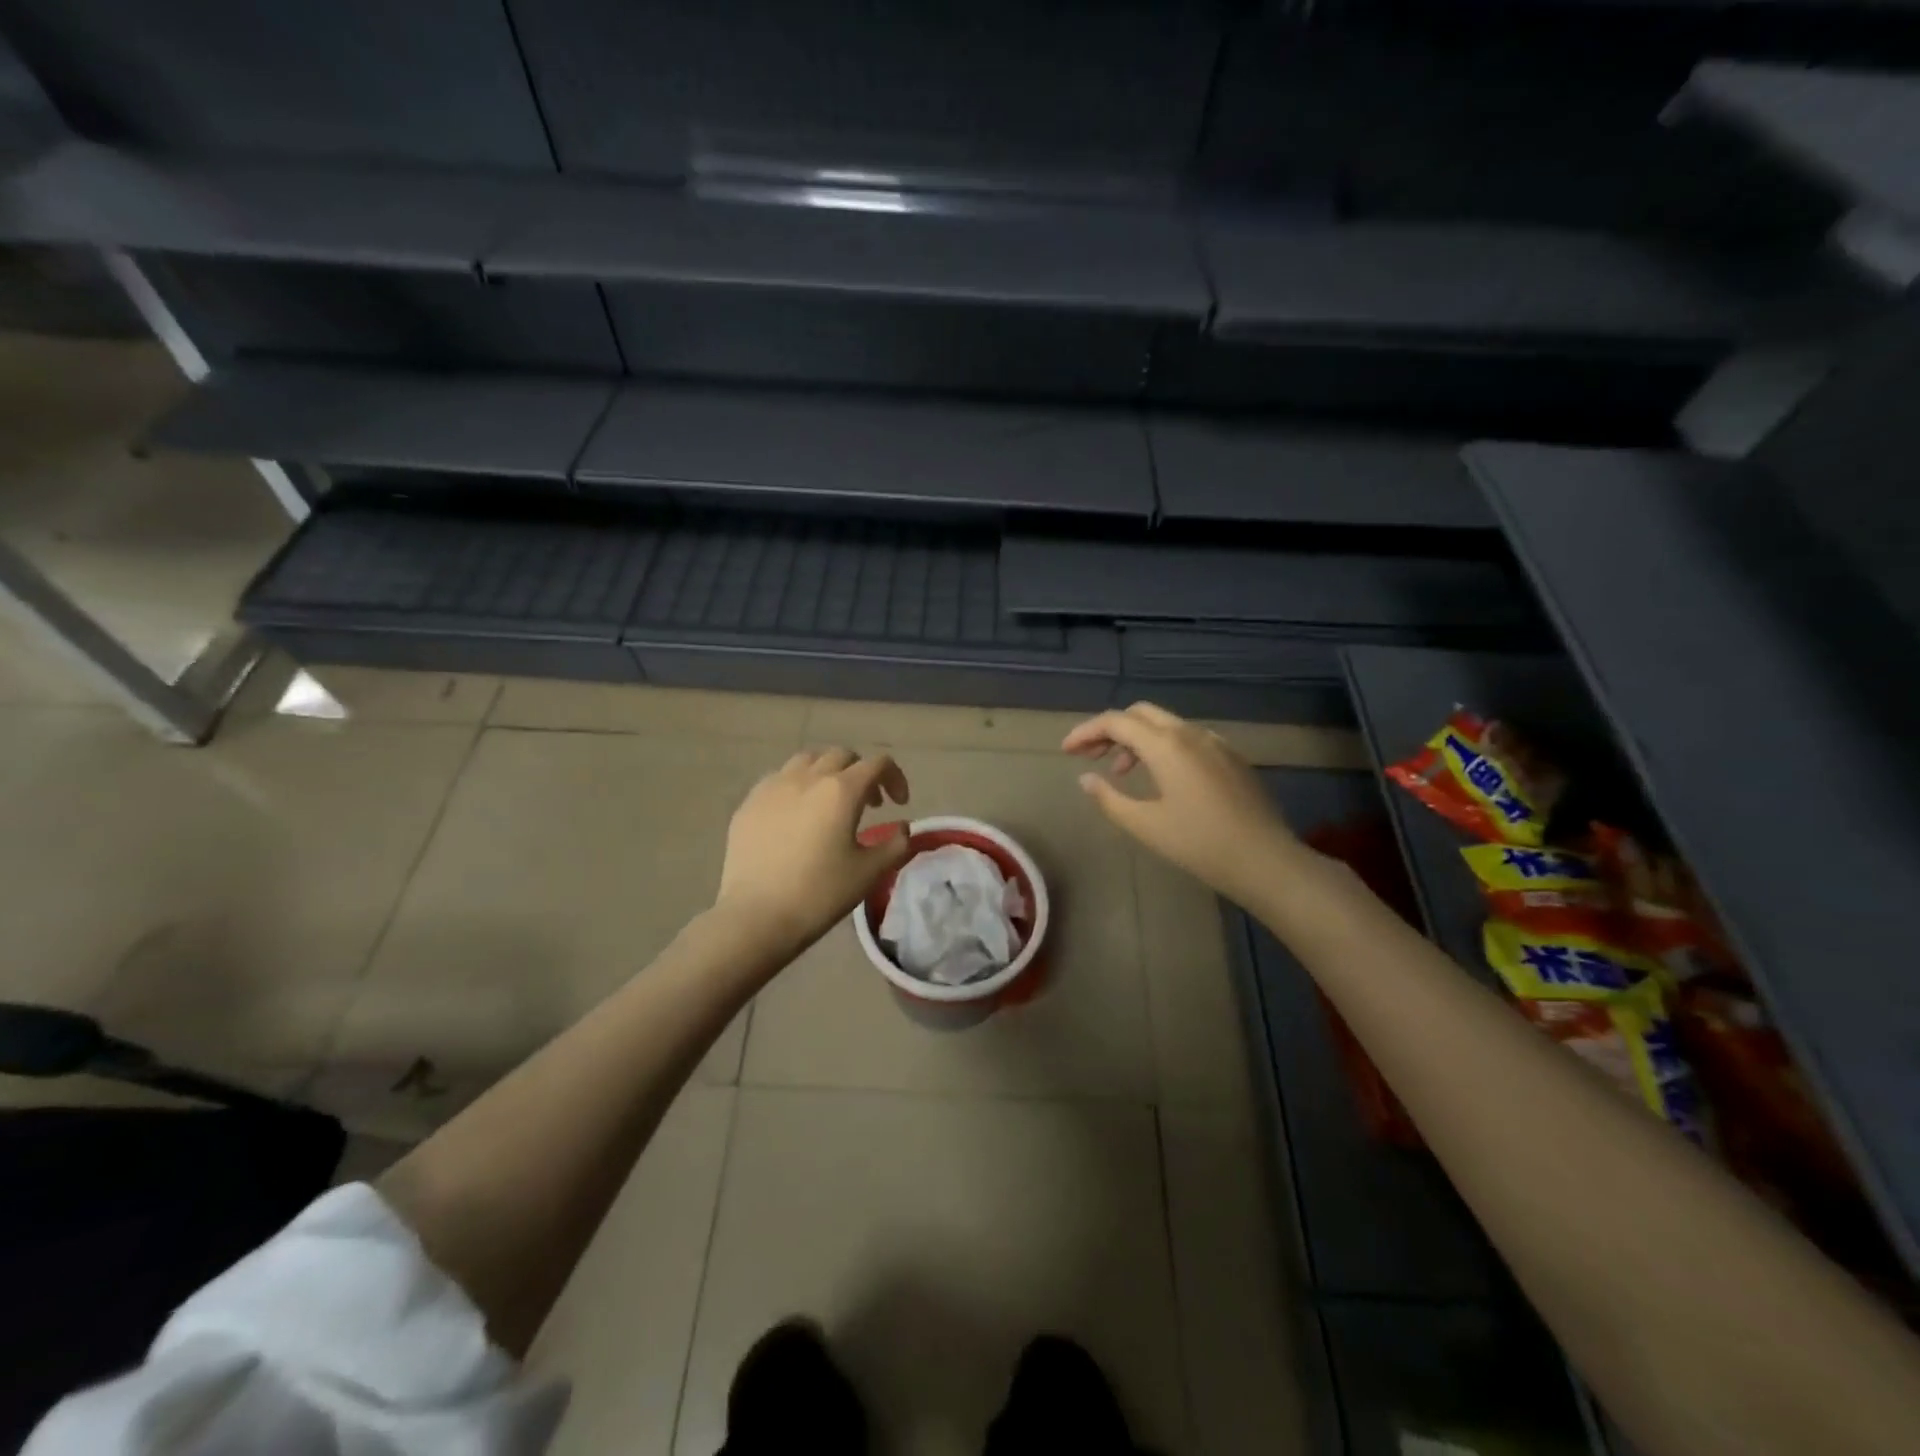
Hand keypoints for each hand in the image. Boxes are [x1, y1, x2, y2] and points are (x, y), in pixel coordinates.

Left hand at [715, 747, 911, 954]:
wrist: (756, 916)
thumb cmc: (819, 893)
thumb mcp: (869, 873)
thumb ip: (894, 844)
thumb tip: (902, 828)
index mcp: (841, 790)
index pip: (877, 764)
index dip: (894, 778)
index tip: (899, 803)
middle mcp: (807, 777)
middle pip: (841, 756)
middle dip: (861, 772)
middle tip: (869, 803)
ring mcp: (773, 786)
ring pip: (807, 760)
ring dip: (827, 772)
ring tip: (830, 801)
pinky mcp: (749, 803)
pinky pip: (779, 779)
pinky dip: (797, 786)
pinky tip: (796, 814)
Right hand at [1063, 702, 1302, 901]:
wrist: (1265, 860)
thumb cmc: (1199, 844)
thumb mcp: (1145, 825)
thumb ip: (1109, 799)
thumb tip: (1086, 779)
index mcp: (1166, 745)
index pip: (1116, 722)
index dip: (1086, 732)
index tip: (1066, 751)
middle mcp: (1190, 733)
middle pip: (1140, 714)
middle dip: (1110, 729)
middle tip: (1090, 756)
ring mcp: (1215, 742)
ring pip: (1165, 724)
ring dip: (1137, 739)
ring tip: (1122, 772)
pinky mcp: (1231, 757)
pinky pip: (1187, 738)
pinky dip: (1163, 747)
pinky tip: (1161, 777)